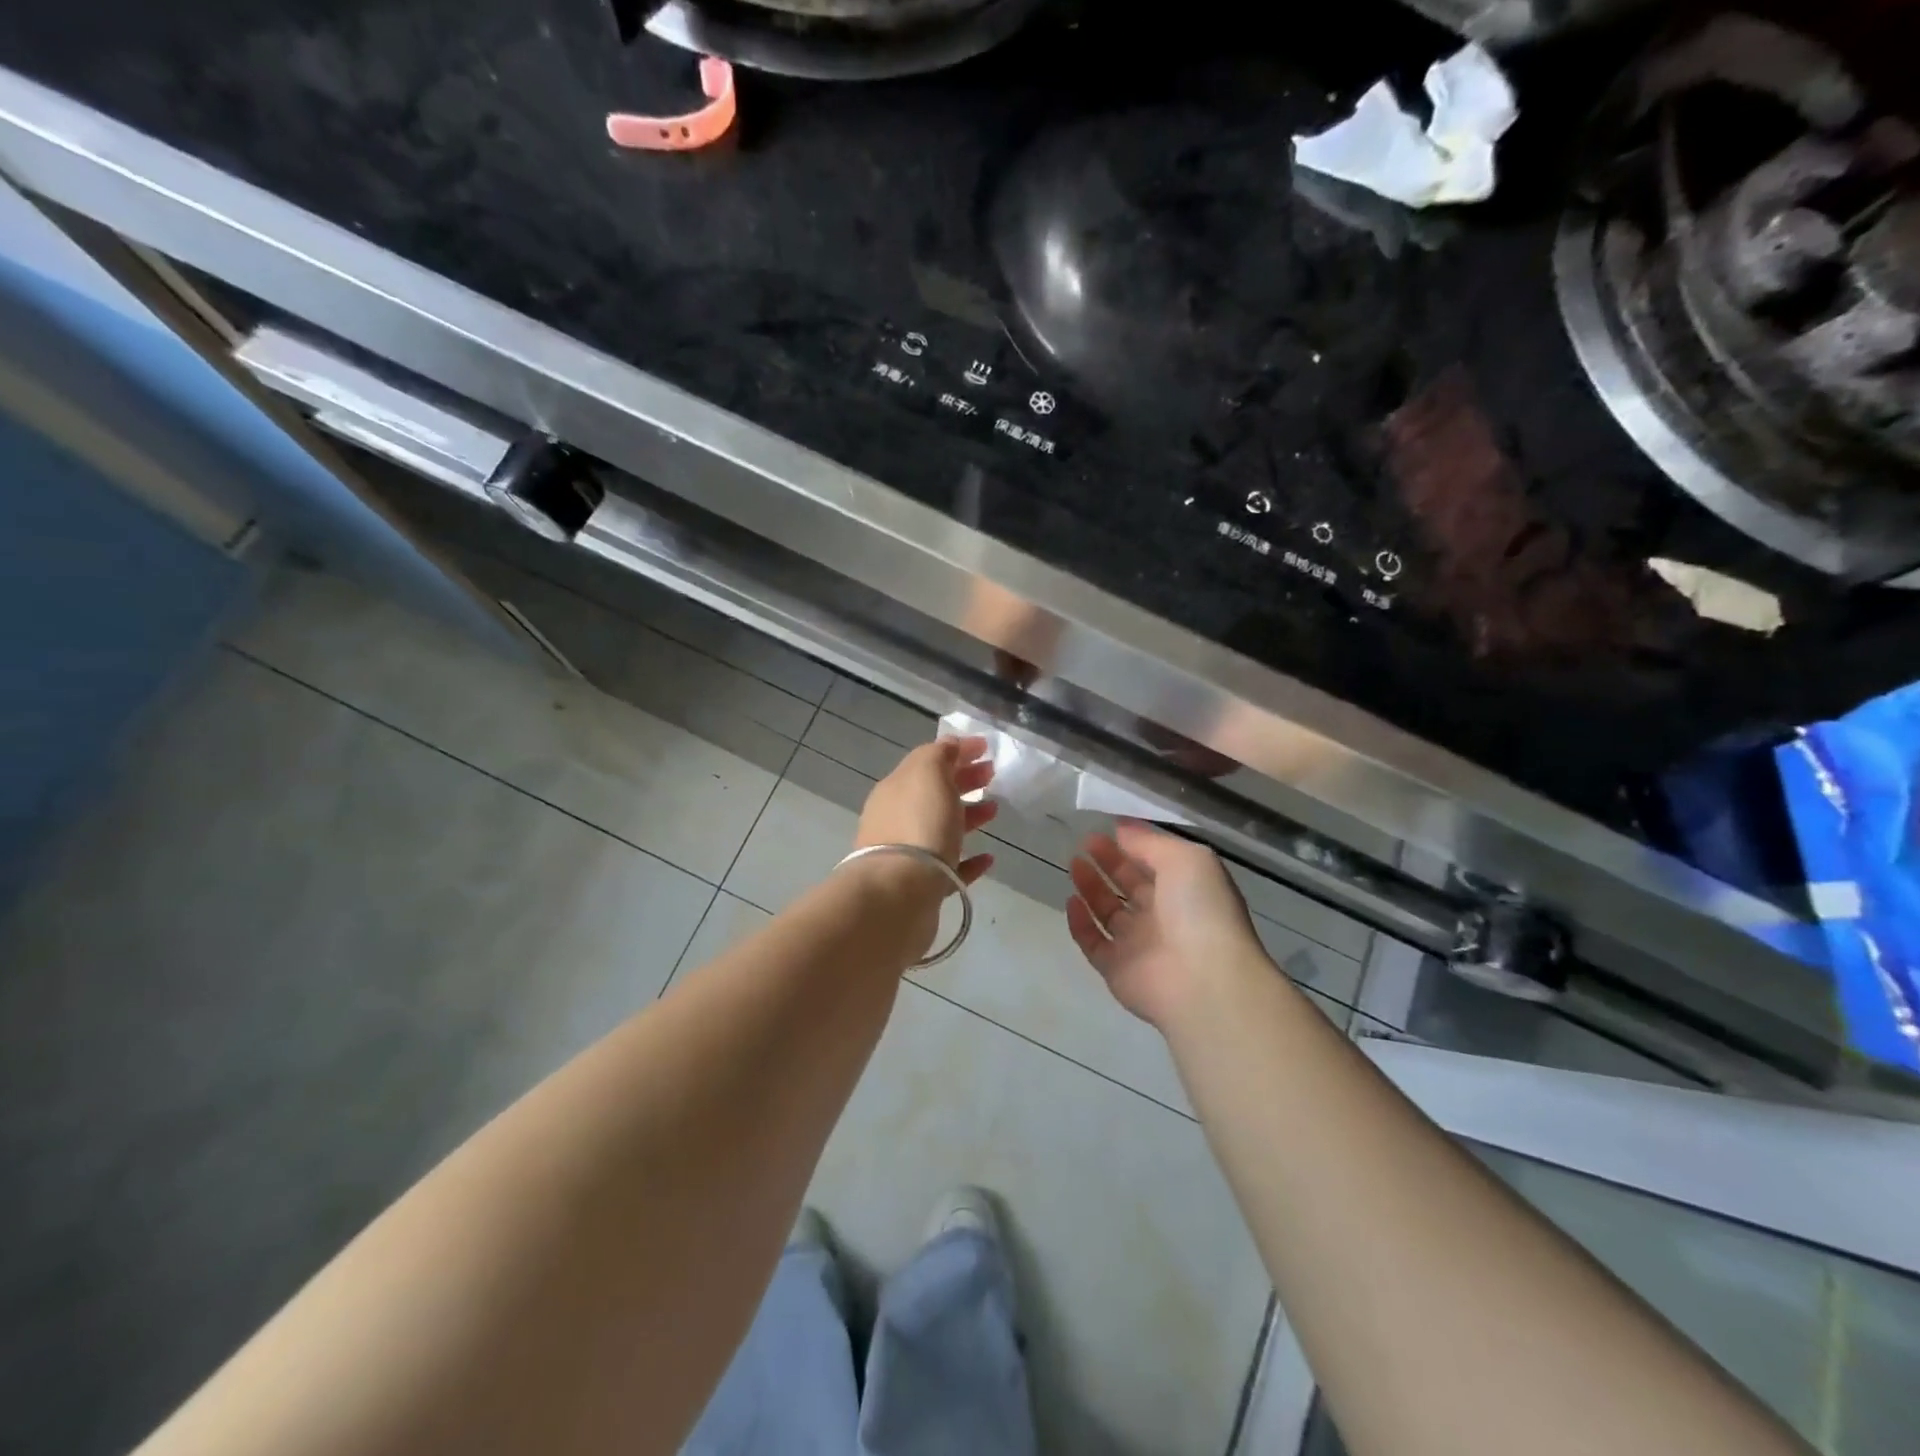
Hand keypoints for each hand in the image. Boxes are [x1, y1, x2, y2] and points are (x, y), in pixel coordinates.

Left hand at [854, 736, 997, 888]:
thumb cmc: (917, 825)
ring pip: (942, 829)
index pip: (927, 762)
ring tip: (995, 811)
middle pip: (934, 794)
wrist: (898, 893)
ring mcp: (909, 855)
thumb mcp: (927, 774)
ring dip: (968, 816)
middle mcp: (898, 819)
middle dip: (963, 780)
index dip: (957, 751)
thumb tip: (950, 745)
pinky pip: (951, 869)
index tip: (986, 747)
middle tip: (991, 775)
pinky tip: (988, 858)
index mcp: (896, 789)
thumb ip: (938, 754)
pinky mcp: (924, 887)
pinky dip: (969, 861)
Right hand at [1066, 823, 1268, 1031]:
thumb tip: (1121, 828)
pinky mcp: (1116, 968)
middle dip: (1108, 862)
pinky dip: (1080, 923)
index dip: (1132, 844)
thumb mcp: (1186, 858)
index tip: (1107, 827)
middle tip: (1085, 842)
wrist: (1204, 979)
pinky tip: (1071, 900)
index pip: (1154, 862)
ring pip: (1108, 912)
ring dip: (1091, 887)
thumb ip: (1150, 842)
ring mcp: (1138, 944)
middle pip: (1129, 885)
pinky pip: (1093, 942)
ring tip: (1074, 863)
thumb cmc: (1200, 910)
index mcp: (1185, 890)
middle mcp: (1162, 916)